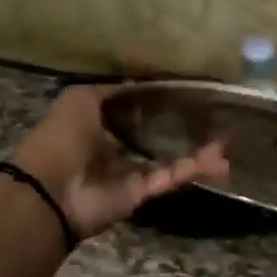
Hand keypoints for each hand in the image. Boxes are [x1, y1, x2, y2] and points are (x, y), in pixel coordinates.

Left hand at [8, 85, 227, 239]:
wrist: (50, 190)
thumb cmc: (62, 137)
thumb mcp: (80, 99)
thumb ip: (110, 90)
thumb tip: (140, 83)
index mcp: (97, 123)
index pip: (133, 110)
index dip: (158, 101)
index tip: (187, 92)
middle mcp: (114, 147)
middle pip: (154, 136)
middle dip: (182, 129)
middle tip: (213, 119)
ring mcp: (128, 172)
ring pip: (168, 159)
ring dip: (196, 152)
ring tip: (226, 143)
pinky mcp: (140, 193)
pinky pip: (168, 178)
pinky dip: (192, 169)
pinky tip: (217, 159)